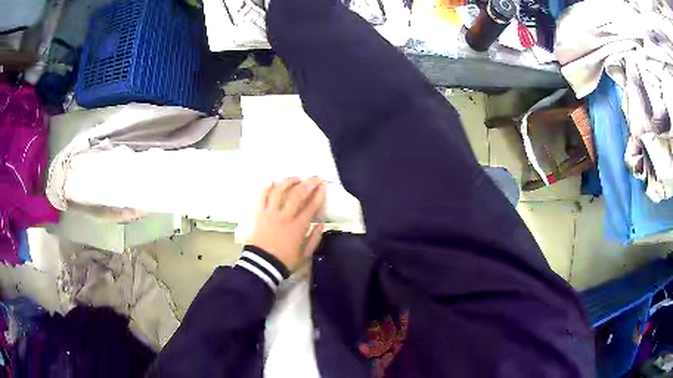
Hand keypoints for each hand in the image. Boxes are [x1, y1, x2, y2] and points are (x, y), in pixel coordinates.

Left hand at [247, 177, 325, 270]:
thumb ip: (314, 238)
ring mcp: (270, 213)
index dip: (319, 195)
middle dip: (308, 183)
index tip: (323, 186)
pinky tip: (274, 182)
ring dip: (289, 181)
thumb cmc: (284, 261)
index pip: (311, 206)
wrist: (261, 265)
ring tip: (296, 178)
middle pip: (298, 195)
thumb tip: (321, 223)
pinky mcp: (259, 213)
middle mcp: (285, 216)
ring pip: (279, 191)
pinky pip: (263, 196)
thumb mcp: (305, 255)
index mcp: (298, 227)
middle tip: (315, 177)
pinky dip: (268, 187)